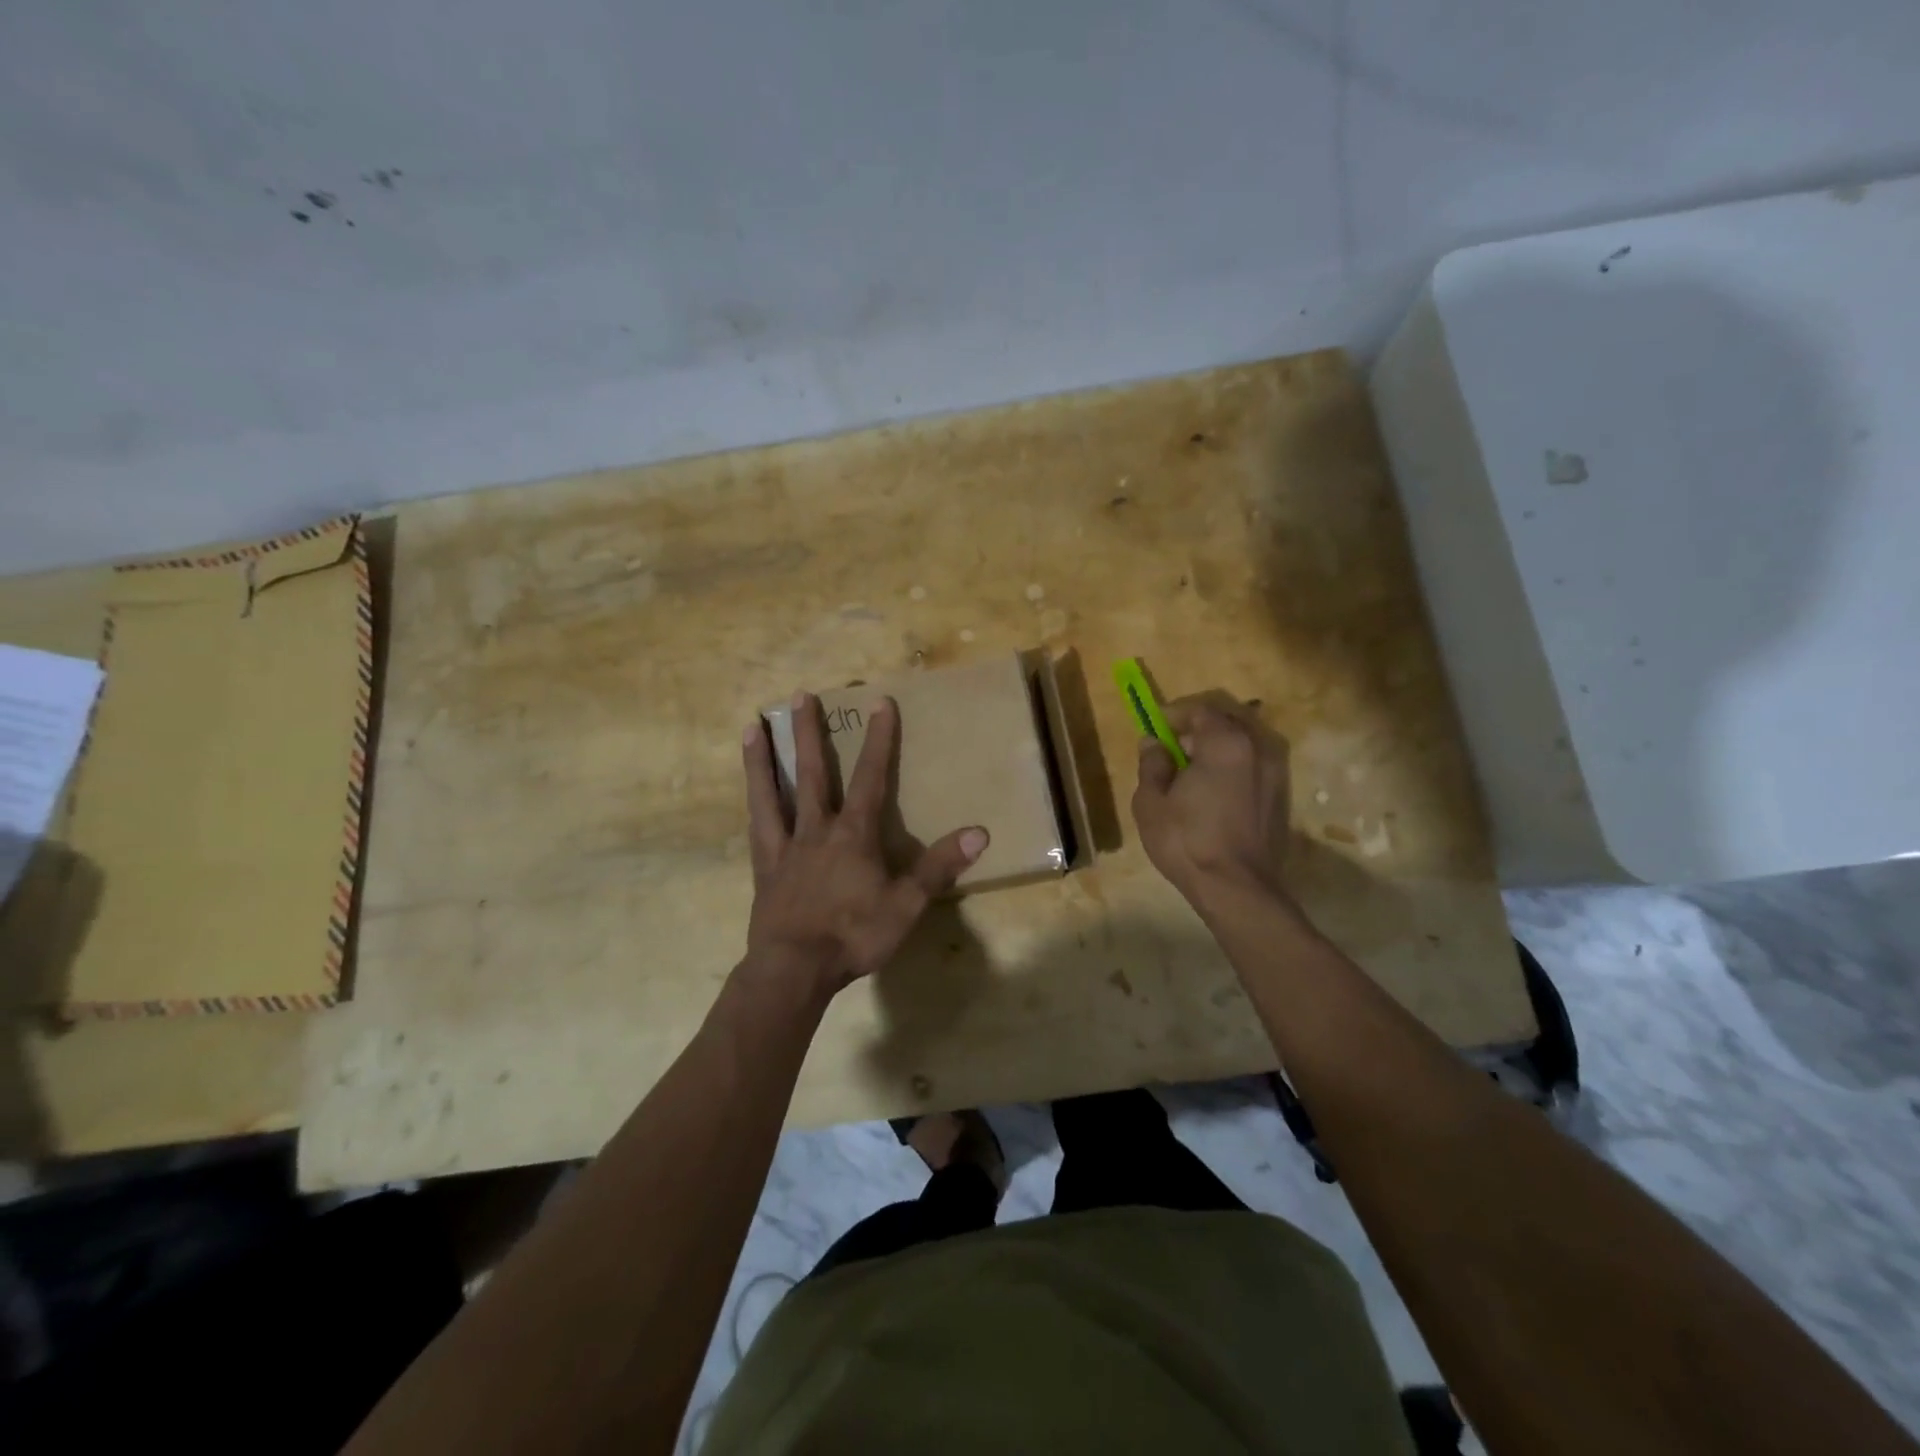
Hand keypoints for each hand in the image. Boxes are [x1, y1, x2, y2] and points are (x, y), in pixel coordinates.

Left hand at [739, 692, 988, 998]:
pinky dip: (754, 806)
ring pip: (772, 794)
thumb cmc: (854, 935)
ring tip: (752, 727)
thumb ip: (938, 867)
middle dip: (808, 733)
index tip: (880, 703)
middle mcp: (816, 830)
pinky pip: (757, 829)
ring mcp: (784, 848)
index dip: (879, 740)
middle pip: (812, 773)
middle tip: (799, 696)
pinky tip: (749, 794)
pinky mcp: (763, 870)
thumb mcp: (906, 905)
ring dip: (764, 759)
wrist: (794, 970)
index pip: (871, 778)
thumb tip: (980, 833)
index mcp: (853, 835)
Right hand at [1132, 698, 1292, 903]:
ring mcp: (1275, 772)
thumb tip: (1154, 743)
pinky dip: (1233, 766)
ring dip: (1217, 747)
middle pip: (1227, 720)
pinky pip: (1253, 765)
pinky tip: (1213, 791)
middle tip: (1173, 748)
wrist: (1237, 888)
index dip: (1174, 714)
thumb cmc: (1187, 841)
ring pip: (1243, 742)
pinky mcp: (1281, 795)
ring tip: (1192, 771)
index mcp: (1225, 743)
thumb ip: (1152, 764)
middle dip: (1198, 727)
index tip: (1155, 728)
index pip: (1200, 709)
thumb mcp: (1151, 801)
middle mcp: (1258, 748)